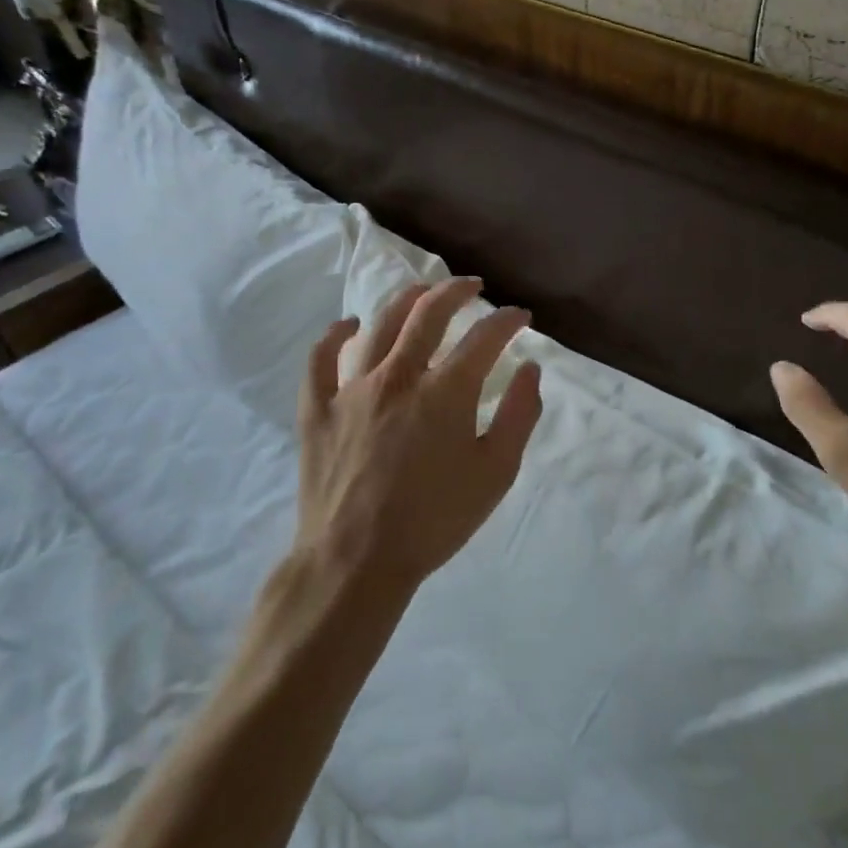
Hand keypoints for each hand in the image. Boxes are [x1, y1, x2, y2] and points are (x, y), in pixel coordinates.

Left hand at [295, 278, 543, 596]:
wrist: (356, 561)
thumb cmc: (435, 520)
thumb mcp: (495, 474)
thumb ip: (519, 416)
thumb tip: (530, 369)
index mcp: (446, 392)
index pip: (485, 338)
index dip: (508, 321)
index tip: (521, 316)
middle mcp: (398, 376)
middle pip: (429, 313)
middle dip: (457, 292)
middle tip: (473, 287)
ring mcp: (352, 388)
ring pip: (379, 325)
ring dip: (406, 300)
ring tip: (423, 292)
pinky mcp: (318, 408)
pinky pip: (321, 359)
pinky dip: (336, 336)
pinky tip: (349, 325)